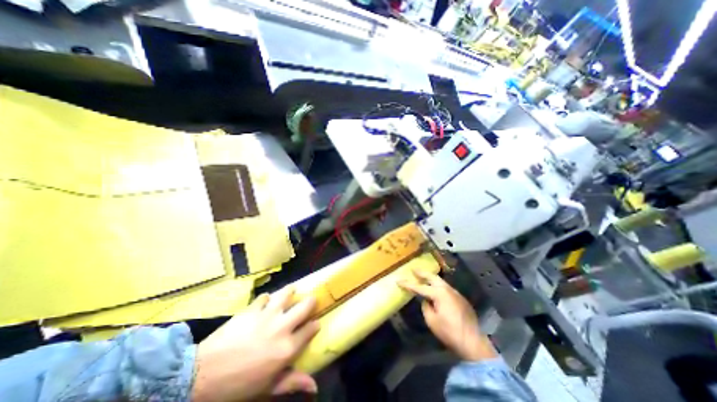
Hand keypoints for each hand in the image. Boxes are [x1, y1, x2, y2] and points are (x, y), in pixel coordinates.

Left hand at [195, 287, 319, 399]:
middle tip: (310, 301)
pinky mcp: (252, 308)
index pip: (310, 329)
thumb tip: (314, 386)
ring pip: (286, 294)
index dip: (315, 325)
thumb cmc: (238, 385)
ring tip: (292, 290)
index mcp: (287, 347)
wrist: (200, 376)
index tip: (315, 323)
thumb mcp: (267, 387)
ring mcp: (267, 314)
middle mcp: (282, 327)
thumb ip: (292, 382)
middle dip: (311, 302)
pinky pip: (264, 297)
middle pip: (305, 306)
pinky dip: (266, 298)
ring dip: (290, 292)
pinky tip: (264, 302)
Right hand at [395, 268, 496, 359]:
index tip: (398, 281)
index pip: (419, 287)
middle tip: (414, 270)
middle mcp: (447, 289)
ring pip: (440, 281)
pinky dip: (438, 286)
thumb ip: (426, 307)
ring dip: (431, 278)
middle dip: (422, 273)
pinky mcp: (460, 298)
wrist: (473, 341)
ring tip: (423, 278)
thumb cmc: (449, 332)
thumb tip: (426, 301)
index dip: (408, 284)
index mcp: (438, 293)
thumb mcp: (432, 321)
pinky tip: (436, 290)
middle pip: (432, 277)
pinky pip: (446, 288)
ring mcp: (455, 292)